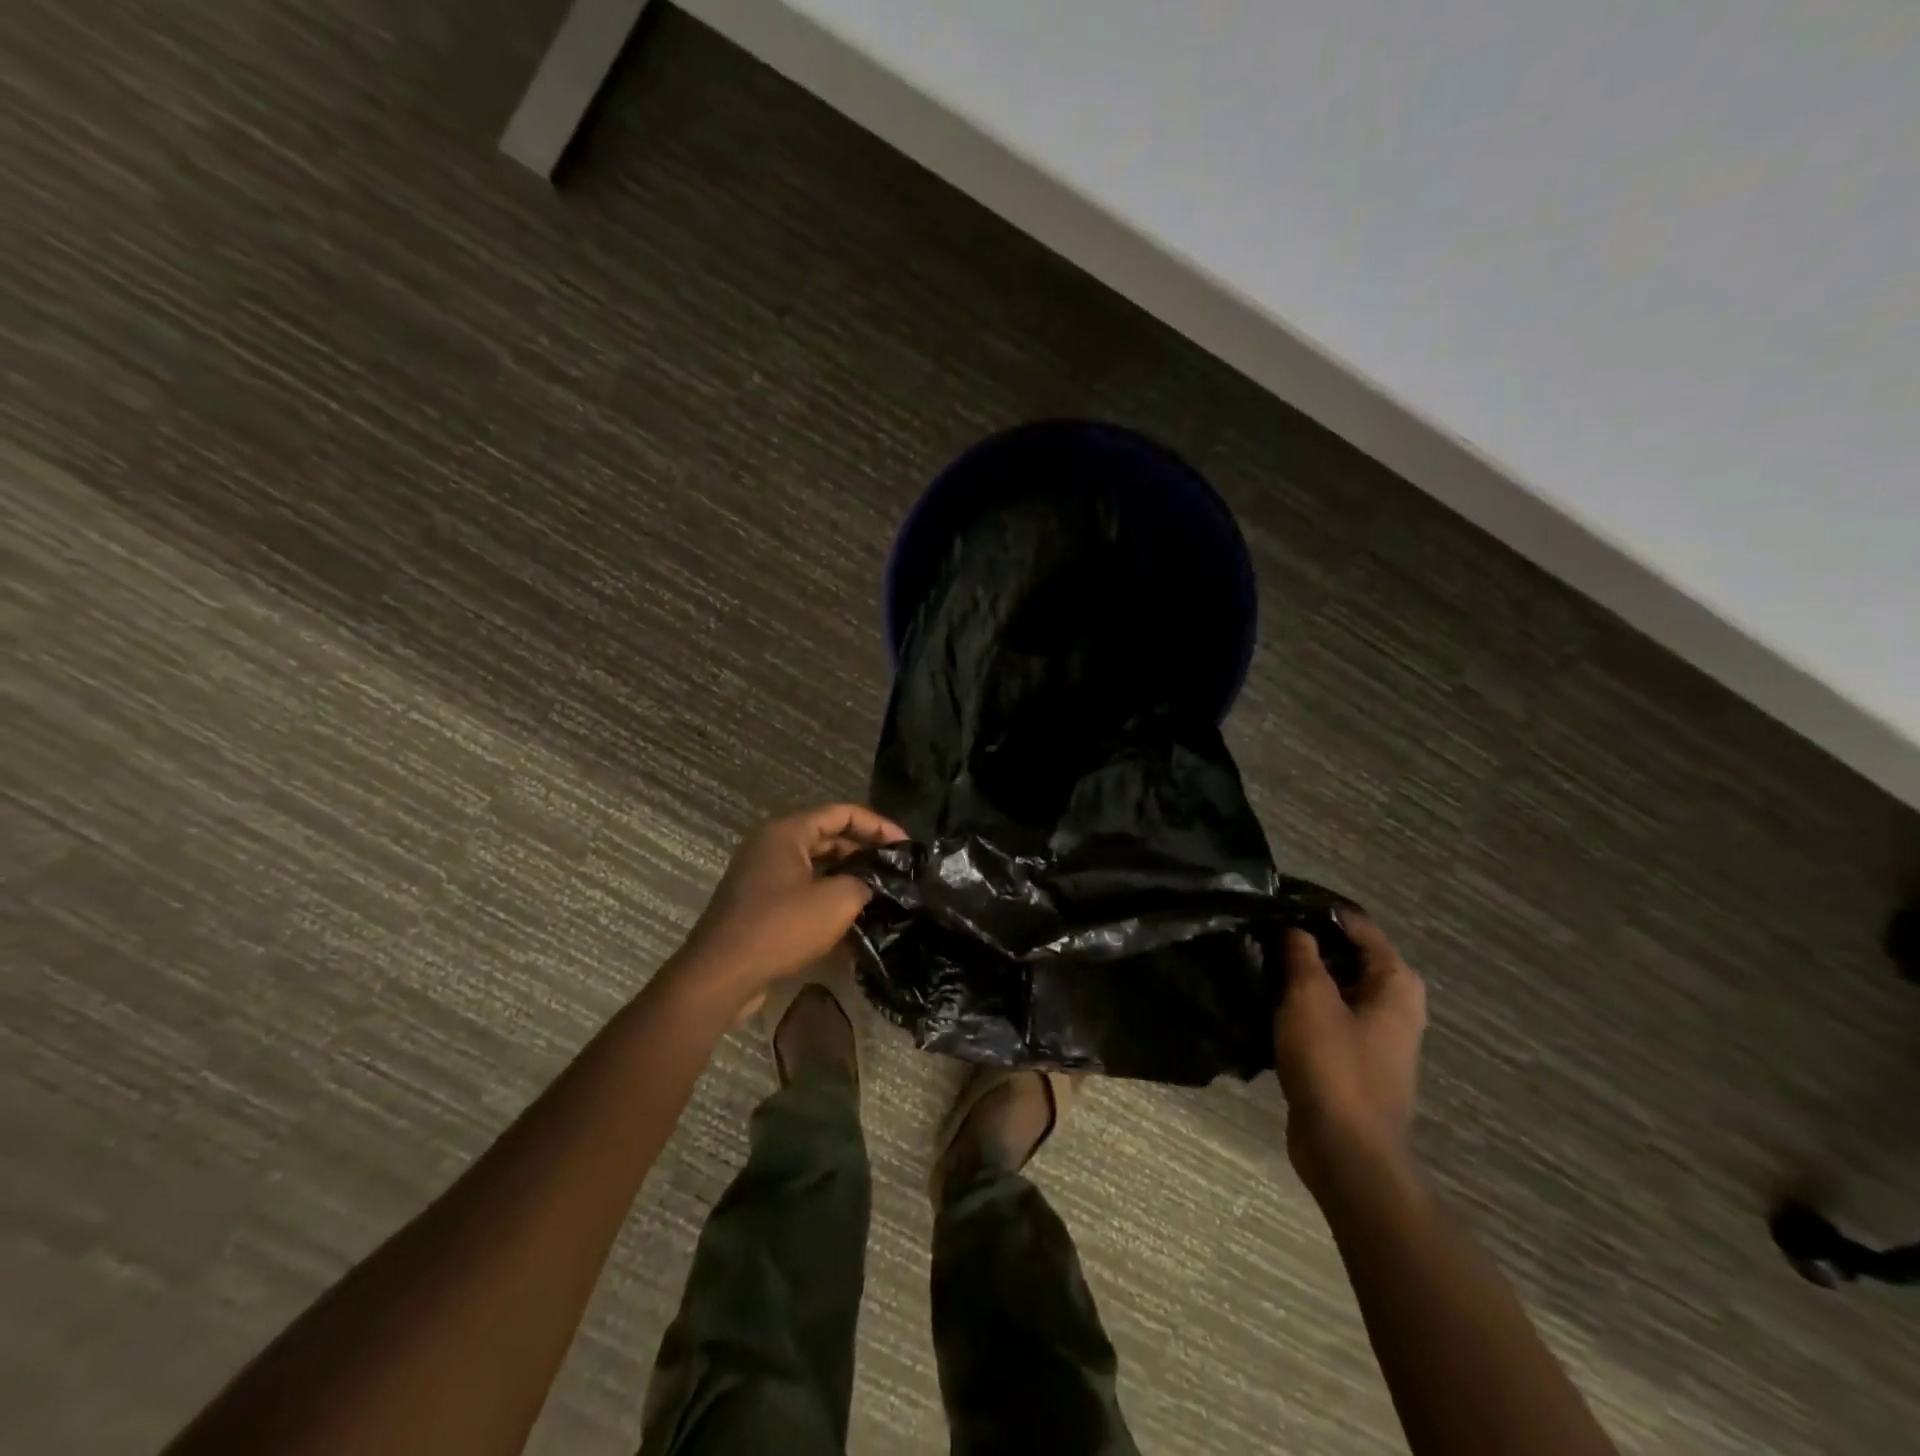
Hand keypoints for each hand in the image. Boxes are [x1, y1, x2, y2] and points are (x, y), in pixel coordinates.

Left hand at [679, 803, 906, 1006]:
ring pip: (815, 868)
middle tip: (896, 871)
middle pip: (828, 838)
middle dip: (864, 853)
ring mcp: (762, 876)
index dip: (878, 825)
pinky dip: (826, 901)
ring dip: (847, 879)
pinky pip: (801, 892)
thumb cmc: (779, 928)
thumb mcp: (836, 902)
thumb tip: (874, 883)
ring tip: (881, 896)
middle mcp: (771, 846)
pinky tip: (852, 925)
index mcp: (787, 832)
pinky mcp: (759, 905)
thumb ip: (864, 883)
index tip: (906, 846)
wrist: (720, 976)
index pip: (842, 813)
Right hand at [1273, 914, 1426, 1193]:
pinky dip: (1298, 1004)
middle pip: (1344, 953)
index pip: (1355, 924)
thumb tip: (1292, 925)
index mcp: (1395, 983)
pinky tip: (1262, 997)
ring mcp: (1373, 1033)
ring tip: (1253, 958)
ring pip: (1331, 985)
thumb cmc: (1334, 1066)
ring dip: (1297, 974)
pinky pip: (1323, 1014)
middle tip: (1257, 929)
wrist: (1346, 1152)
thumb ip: (1301, 954)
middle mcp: (1392, 1003)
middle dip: (1303, 941)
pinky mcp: (1350, 1057)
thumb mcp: (1309, 999)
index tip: (1273, 901)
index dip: (1315, 910)